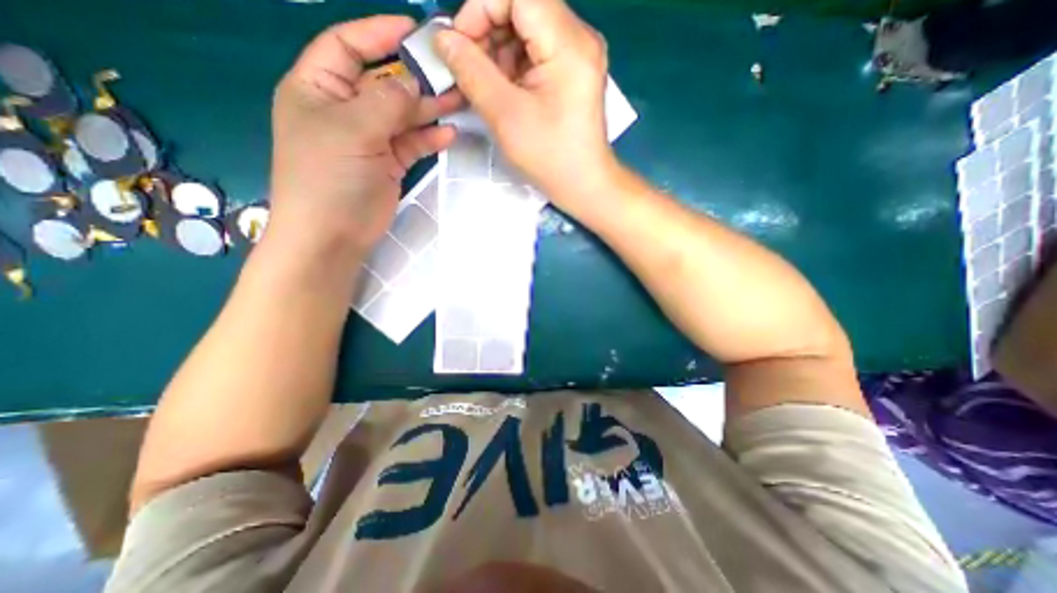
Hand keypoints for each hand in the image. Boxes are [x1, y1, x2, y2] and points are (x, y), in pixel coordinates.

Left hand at [268, 17, 459, 260]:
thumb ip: (386, 101)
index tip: (414, 30)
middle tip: (452, 74)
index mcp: (319, 88)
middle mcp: (345, 109)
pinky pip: (412, 144)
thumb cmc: (328, 177)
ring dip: (430, 109)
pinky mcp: (388, 164)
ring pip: (403, 116)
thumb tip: (413, 84)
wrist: (333, 234)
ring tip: (460, 101)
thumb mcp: (352, 129)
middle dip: (416, 78)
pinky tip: (449, 135)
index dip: (378, 33)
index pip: (348, 46)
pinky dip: (429, 139)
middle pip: (385, 83)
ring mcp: (370, 139)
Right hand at [435, 0, 621, 211]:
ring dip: (499, 51)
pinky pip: (537, 52)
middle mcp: (579, 38)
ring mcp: (578, 54)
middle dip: (488, 32)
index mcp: (569, 43)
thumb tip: (443, 39)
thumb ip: (471, 71)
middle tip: (469, 69)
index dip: (480, 9)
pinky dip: (514, 65)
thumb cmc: (549, 157)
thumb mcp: (505, 115)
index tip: (460, 46)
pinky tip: (505, 91)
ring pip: (527, 29)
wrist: (583, 184)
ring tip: (487, 86)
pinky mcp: (573, 72)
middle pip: (523, 7)